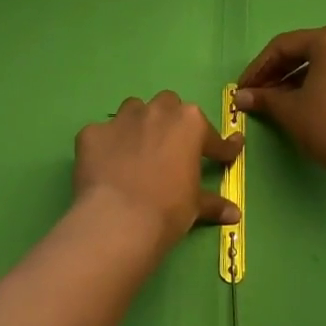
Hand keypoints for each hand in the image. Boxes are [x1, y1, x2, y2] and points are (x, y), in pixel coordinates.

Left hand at [72, 92, 242, 255]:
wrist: (118, 219)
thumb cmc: (168, 210)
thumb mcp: (195, 207)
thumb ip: (213, 203)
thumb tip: (234, 214)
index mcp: (189, 123)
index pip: (211, 135)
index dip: (219, 148)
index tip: (224, 156)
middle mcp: (156, 112)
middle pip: (168, 106)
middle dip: (171, 123)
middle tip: (172, 148)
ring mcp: (120, 120)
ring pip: (133, 110)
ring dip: (138, 125)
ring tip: (137, 150)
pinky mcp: (91, 133)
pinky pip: (101, 134)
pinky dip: (106, 146)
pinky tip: (106, 166)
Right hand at [235, 26, 325, 192]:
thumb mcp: (289, 110)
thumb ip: (263, 98)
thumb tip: (238, 97)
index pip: (283, 46)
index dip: (258, 68)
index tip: (243, 88)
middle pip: (305, 51)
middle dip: (277, 72)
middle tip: (257, 94)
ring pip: (323, 62)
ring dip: (296, 79)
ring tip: (277, 101)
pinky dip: (318, 83)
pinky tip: (304, 103)